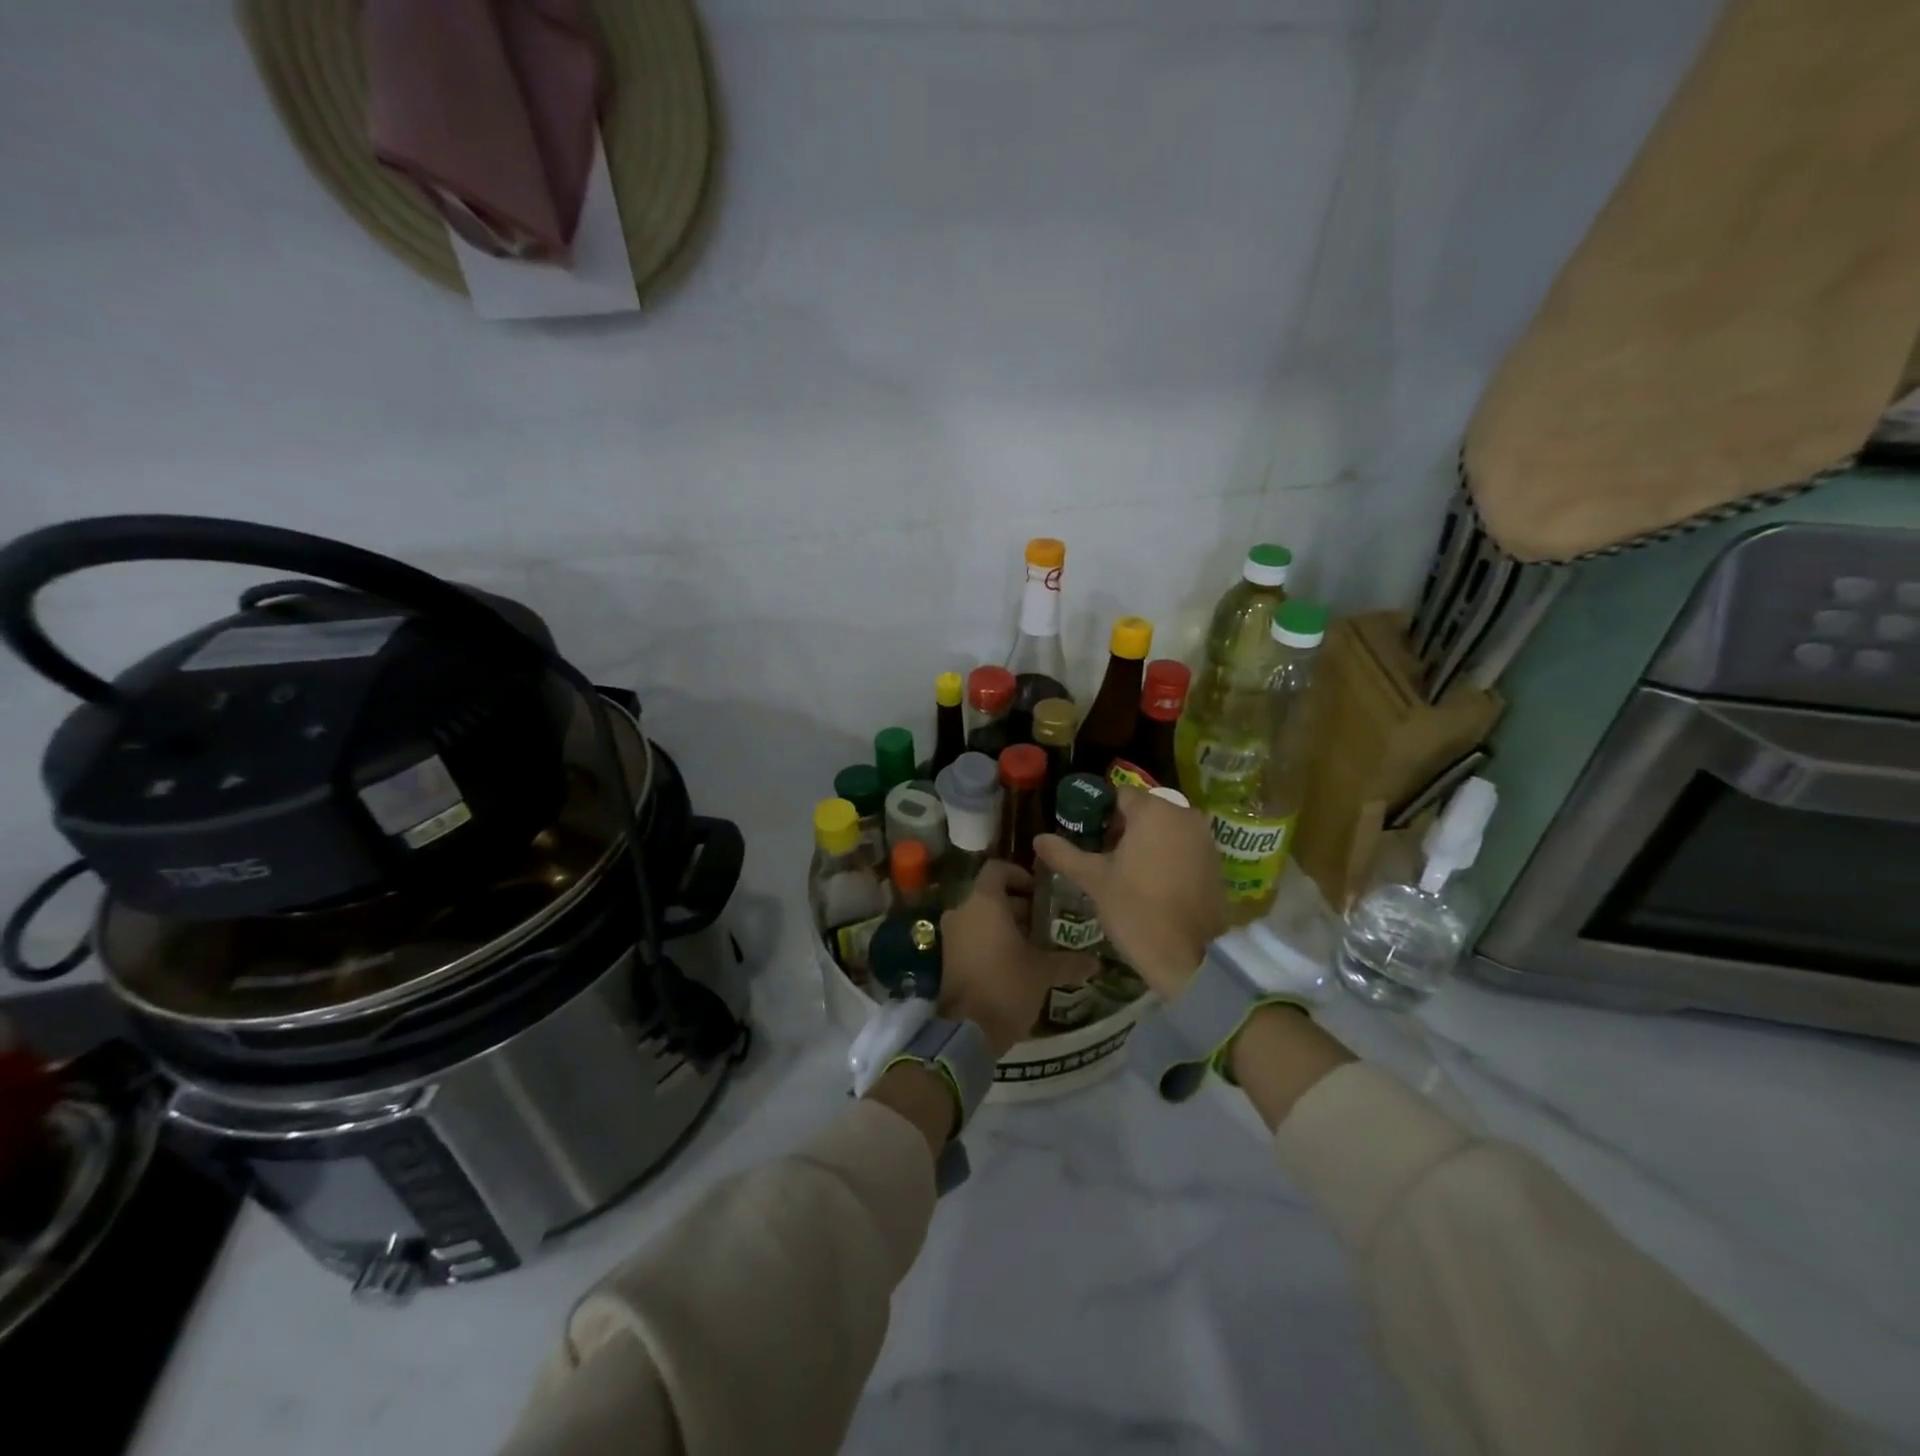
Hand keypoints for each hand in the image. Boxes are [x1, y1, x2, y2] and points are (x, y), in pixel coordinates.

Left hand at [938, 861, 1095, 1056]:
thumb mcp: (1044, 972)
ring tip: (1036, 944)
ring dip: (1006, 925)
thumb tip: (1096, 962)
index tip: (1040, 892)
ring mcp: (952, 934)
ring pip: (982, 917)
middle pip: (991, 895)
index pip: (998, 869)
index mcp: (984, 902)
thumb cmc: (1007, 986)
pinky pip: (972, 936)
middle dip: (1019, 905)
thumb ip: (1069, 962)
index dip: (1020, 874)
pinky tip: (1017, 961)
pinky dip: (992, 941)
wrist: (966, 1031)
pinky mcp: (948, 957)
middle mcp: (963, 911)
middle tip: (1047, 922)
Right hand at [1034, 787, 1224, 999]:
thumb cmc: (1136, 909)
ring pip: (1164, 829)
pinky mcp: (1215, 861)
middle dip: (1122, 829)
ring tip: (1124, 873)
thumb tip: (1039, 838)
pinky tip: (1151, 883)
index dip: (1099, 814)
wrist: (1190, 956)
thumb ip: (1064, 854)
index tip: (1087, 840)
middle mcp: (1184, 814)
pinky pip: (1182, 846)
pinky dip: (1166, 856)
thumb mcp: (1093, 880)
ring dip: (1144, 842)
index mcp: (1153, 810)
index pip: (1119, 795)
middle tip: (1102, 859)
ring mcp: (1204, 838)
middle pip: (1144, 810)